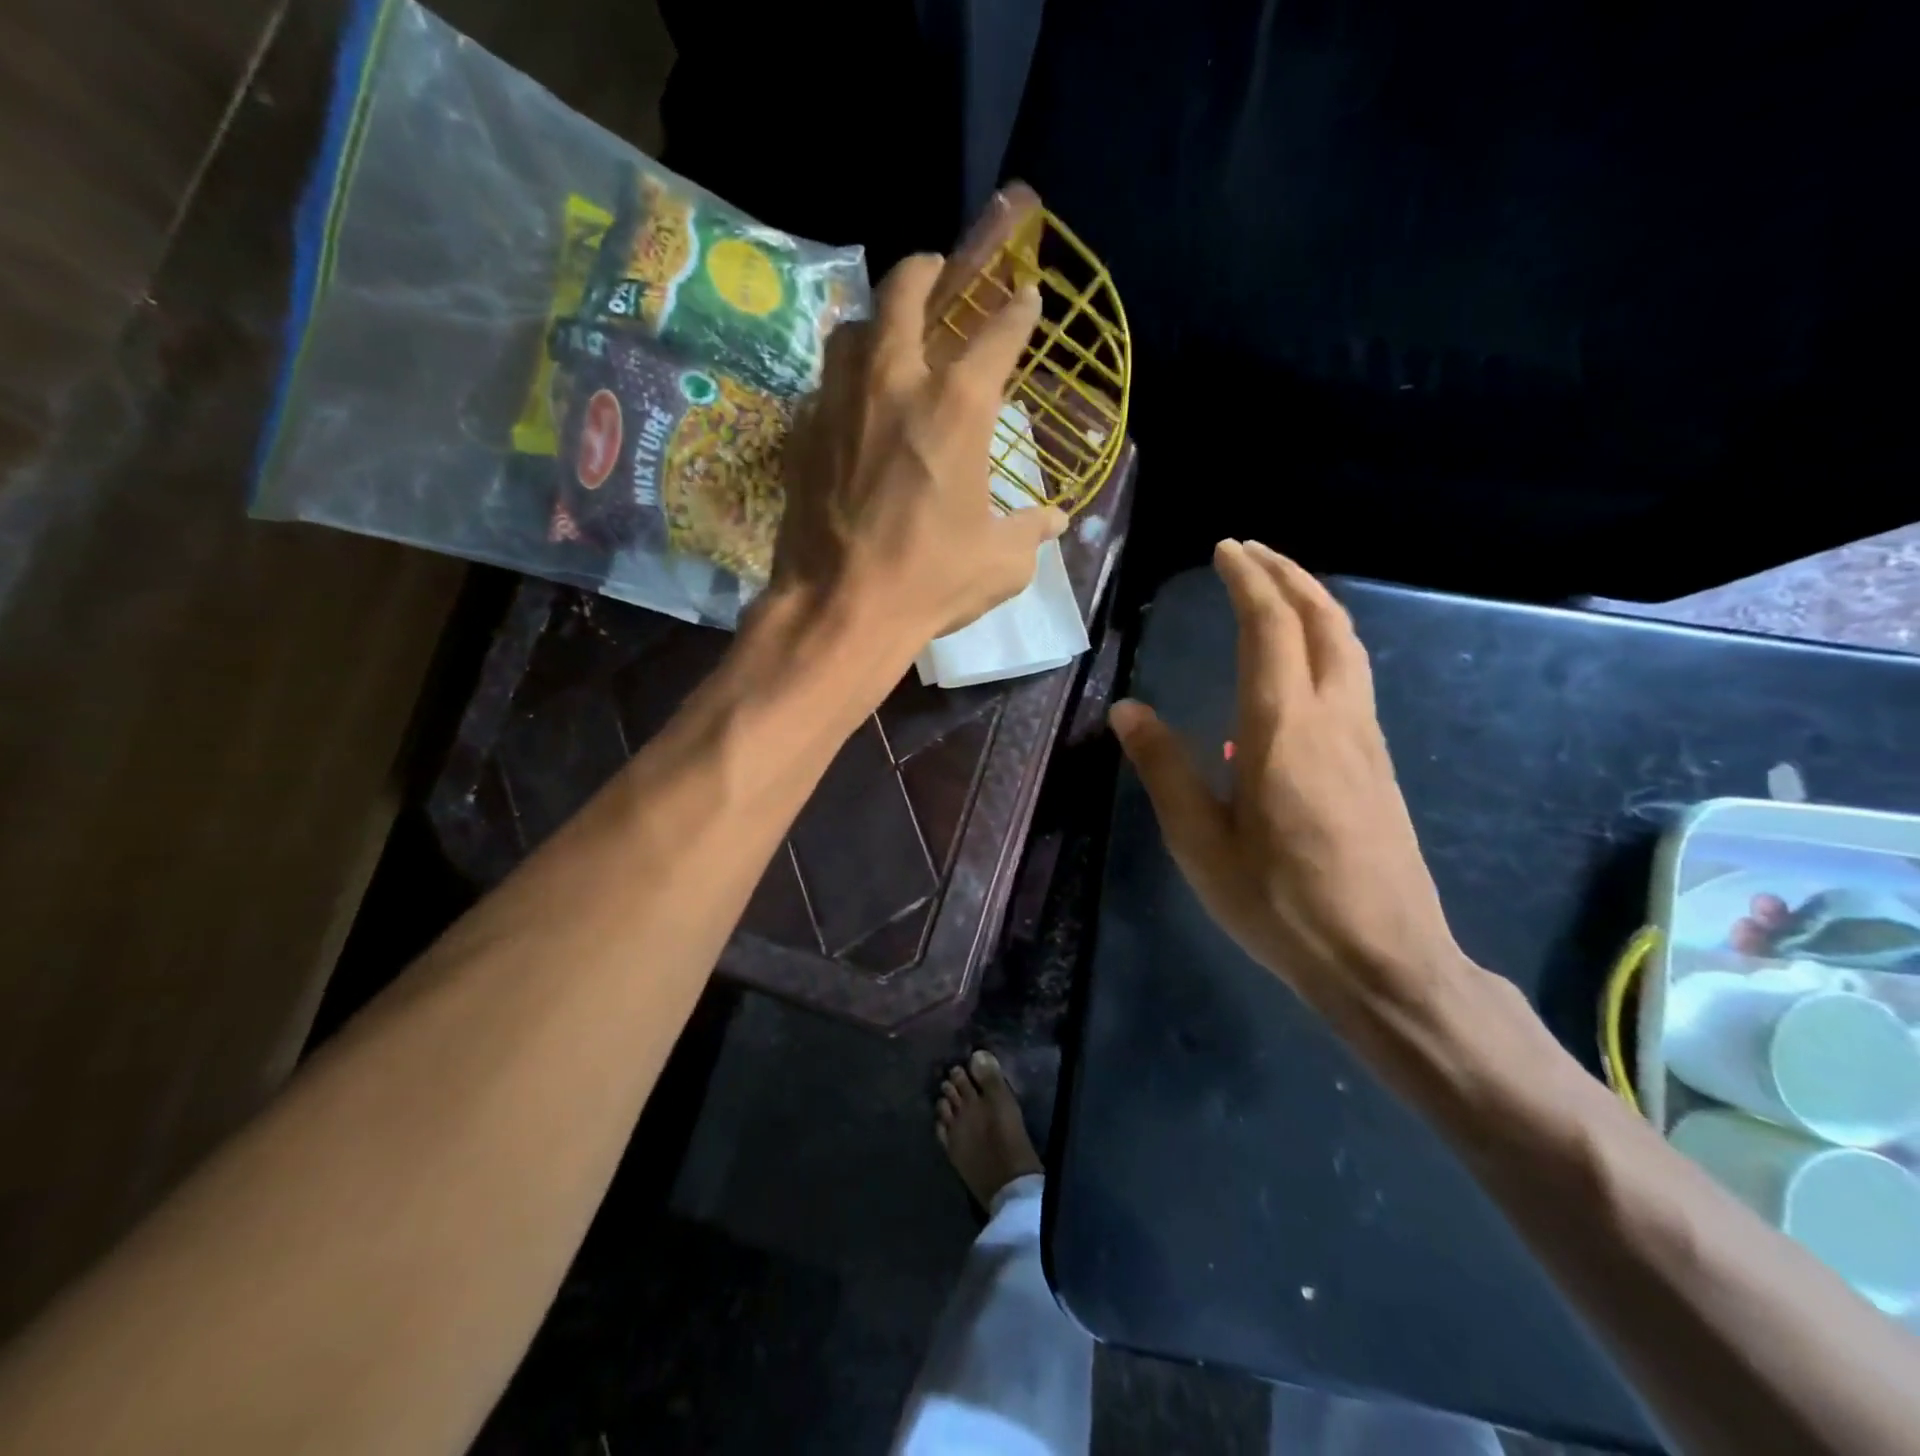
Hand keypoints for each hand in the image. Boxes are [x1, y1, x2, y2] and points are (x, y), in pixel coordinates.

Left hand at [769, 252, 1067, 661]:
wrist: (841, 609)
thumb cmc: (931, 581)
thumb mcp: (1000, 563)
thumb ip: (1030, 531)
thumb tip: (1056, 520)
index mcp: (957, 407)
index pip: (997, 334)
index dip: (1018, 311)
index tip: (1026, 297)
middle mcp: (894, 383)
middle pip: (905, 291)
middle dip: (927, 271)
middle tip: (937, 274)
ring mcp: (839, 402)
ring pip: (852, 329)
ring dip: (875, 322)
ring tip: (887, 338)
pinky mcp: (801, 433)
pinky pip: (824, 386)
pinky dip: (843, 385)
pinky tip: (852, 411)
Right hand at [1110, 541, 1471, 1024]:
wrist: (1383, 959)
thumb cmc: (1280, 903)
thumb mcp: (1201, 842)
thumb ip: (1165, 769)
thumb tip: (1128, 710)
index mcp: (1283, 728)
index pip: (1270, 627)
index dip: (1248, 580)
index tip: (1225, 550)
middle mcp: (1334, 717)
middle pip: (1323, 620)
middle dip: (1287, 575)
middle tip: (1250, 552)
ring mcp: (1366, 739)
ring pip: (1347, 645)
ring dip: (1313, 603)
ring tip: (1277, 590)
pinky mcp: (1378, 764)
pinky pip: (1353, 677)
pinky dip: (1326, 642)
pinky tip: (1301, 664)